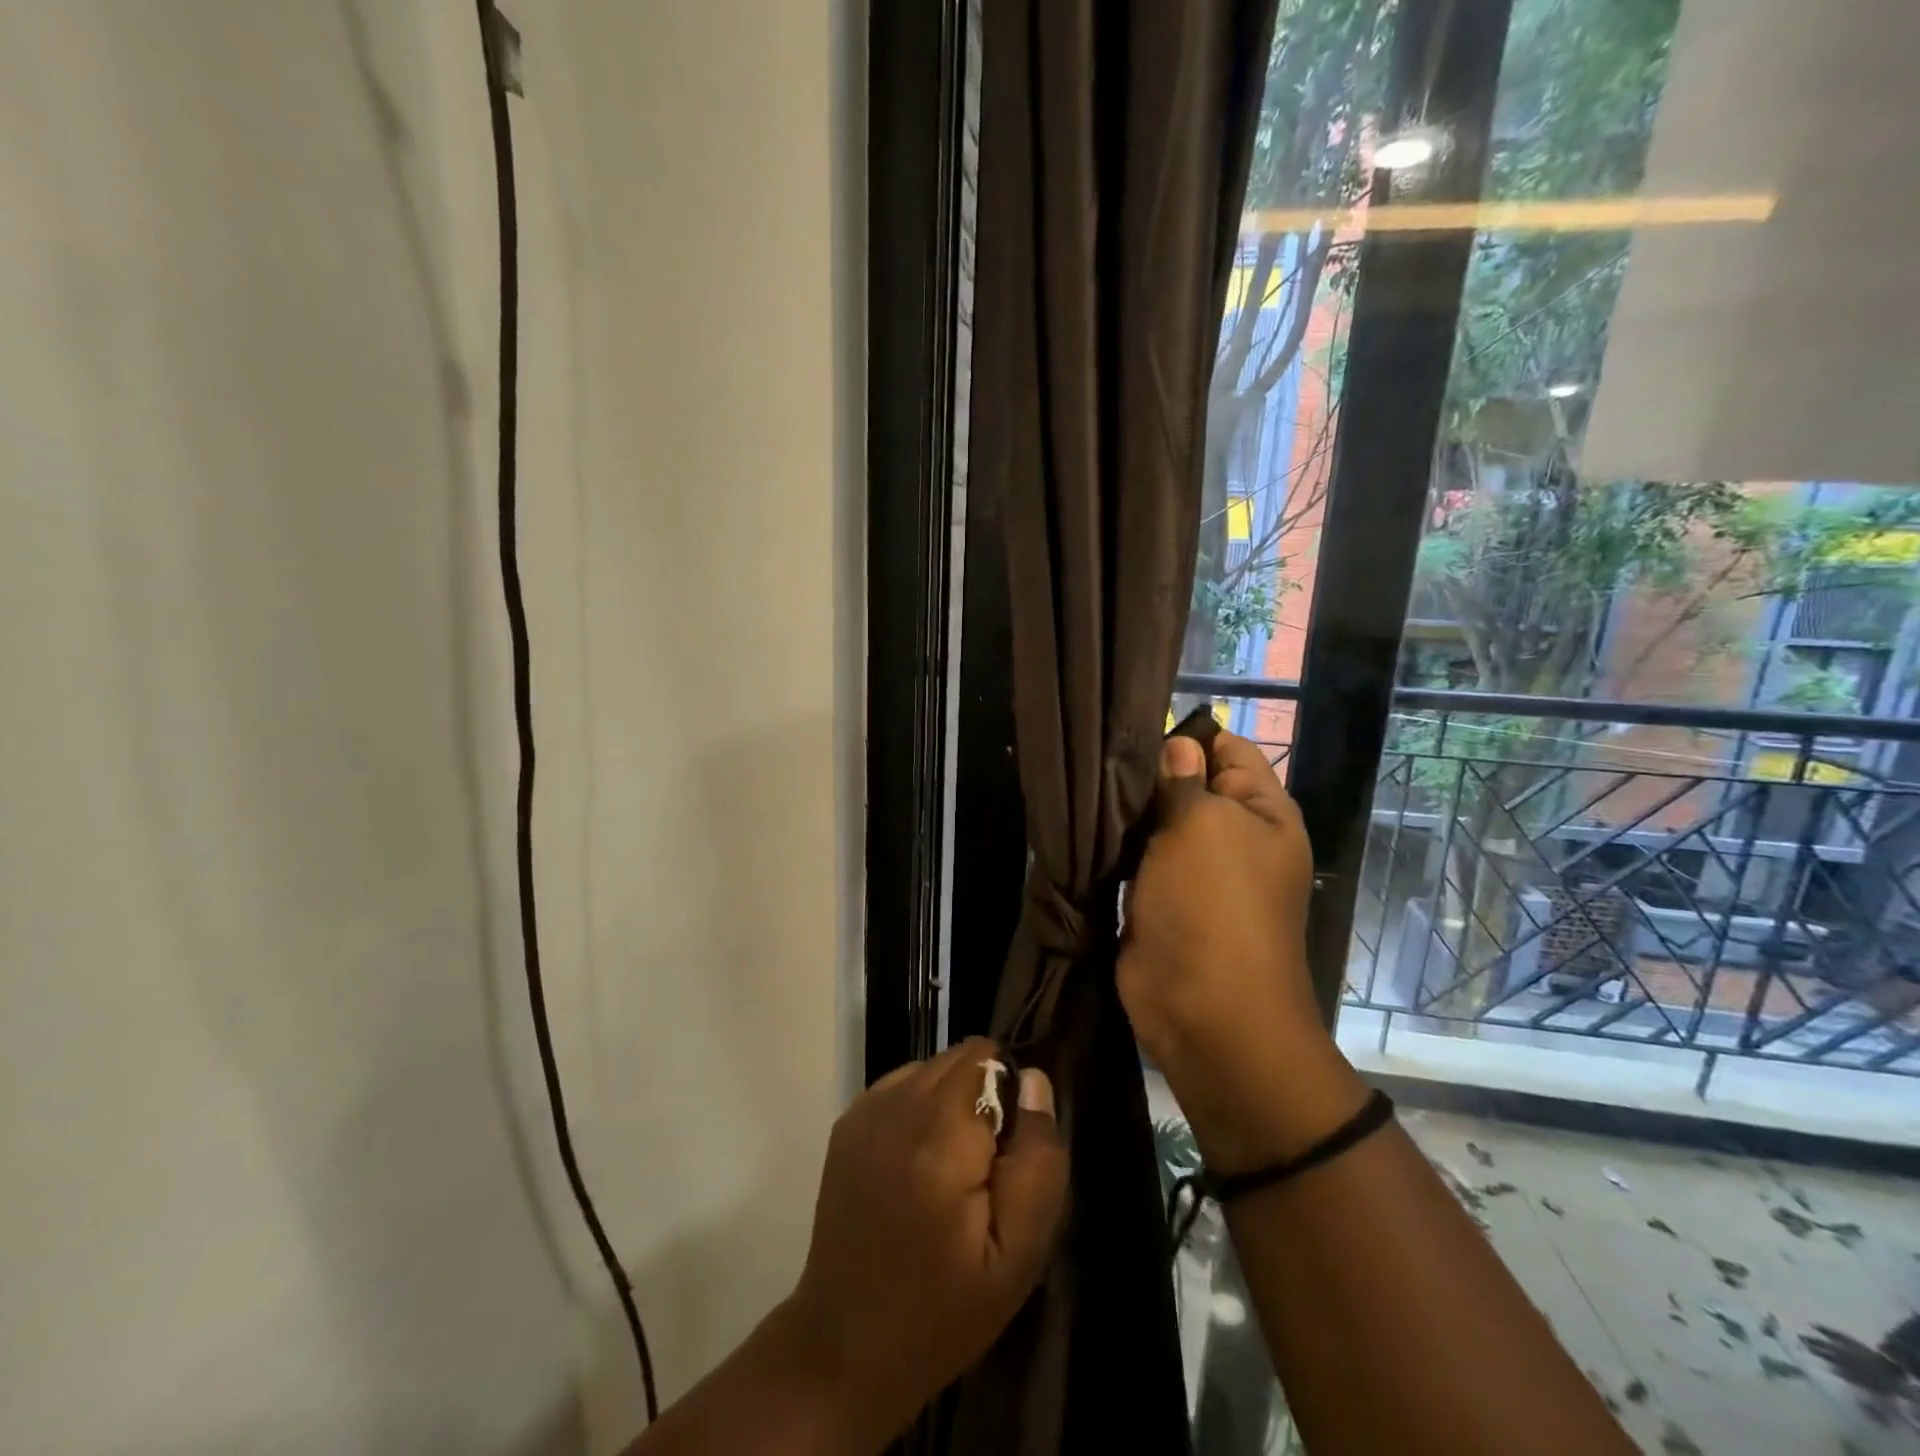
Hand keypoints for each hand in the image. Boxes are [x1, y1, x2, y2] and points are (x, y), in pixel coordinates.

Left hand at [783, 1038, 1067, 1444]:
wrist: (846, 1346)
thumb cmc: (943, 1310)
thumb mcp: (1018, 1256)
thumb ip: (1038, 1160)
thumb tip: (1035, 1081)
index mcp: (939, 1137)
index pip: (989, 1059)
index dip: (1010, 1097)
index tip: (1008, 1153)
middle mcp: (896, 1106)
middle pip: (959, 1057)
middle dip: (983, 1094)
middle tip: (983, 1167)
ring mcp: (865, 1110)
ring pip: (931, 1067)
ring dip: (951, 1098)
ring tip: (950, 1167)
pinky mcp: (847, 1122)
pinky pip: (902, 1084)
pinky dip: (920, 1106)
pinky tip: (917, 1162)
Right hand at [1118, 731, 1366, 1173]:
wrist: (1204, 1013)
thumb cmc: (1214, 907)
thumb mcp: (1202, 826)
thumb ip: (1183, 780)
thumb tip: (1178, 745)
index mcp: (1261, 812)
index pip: (1228, 748)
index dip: (1187, 737)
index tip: (1134, 731)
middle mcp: (1231, 836)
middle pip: (1187, 784)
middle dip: (1147, 773)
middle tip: (1097, 761)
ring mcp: (1193, 871)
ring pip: (1155, 821)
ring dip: (1125, 812)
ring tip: (1083, 790)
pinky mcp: (1158, 899)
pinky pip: (1135, 858)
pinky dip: (1114, 846)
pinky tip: (1082, 827)